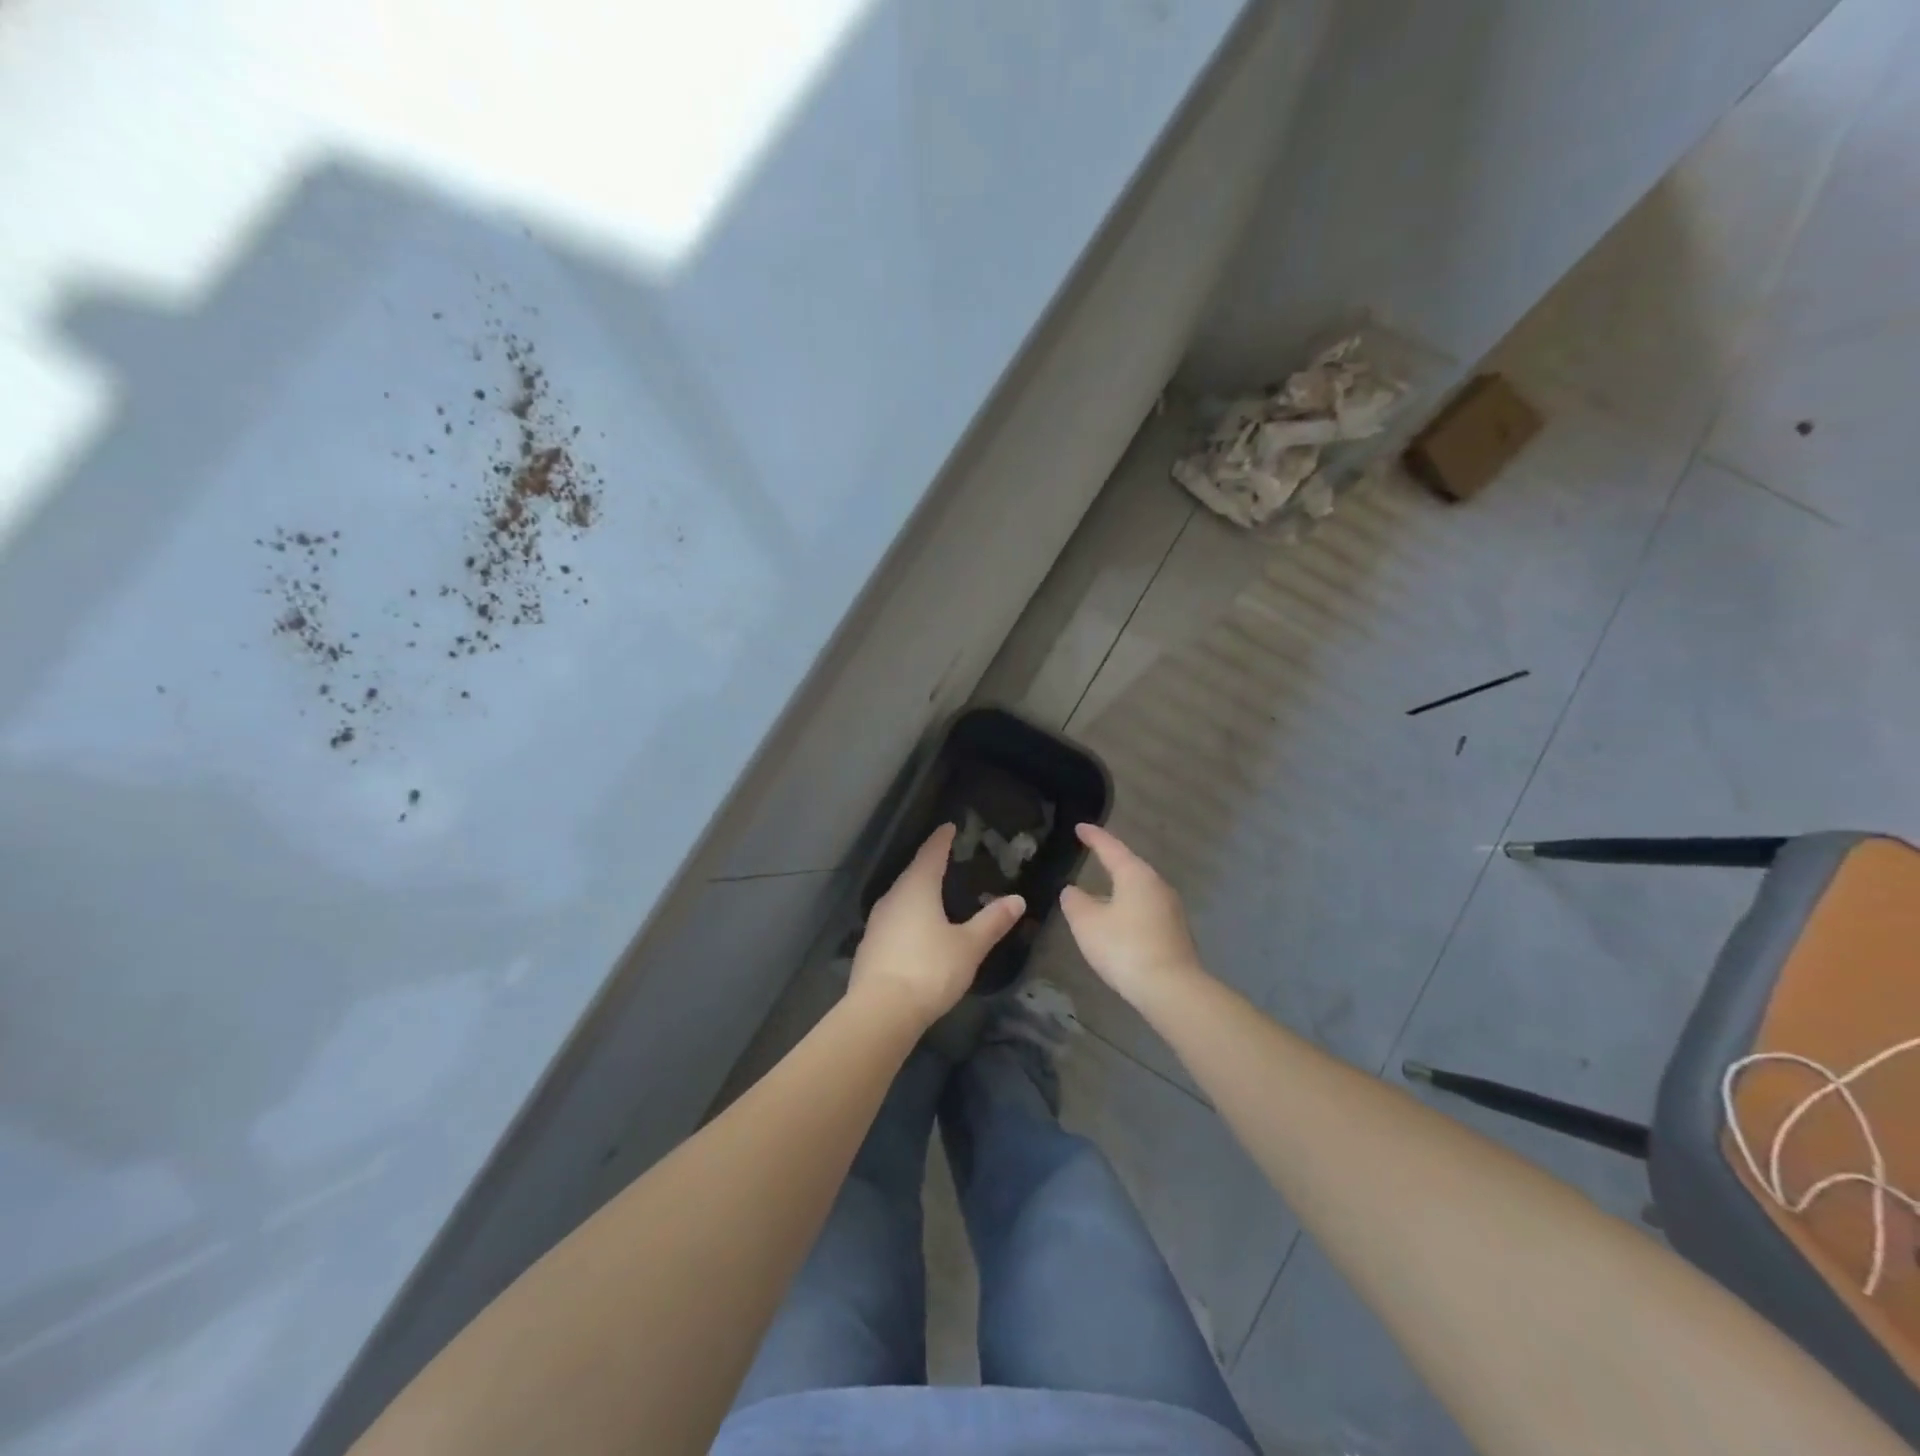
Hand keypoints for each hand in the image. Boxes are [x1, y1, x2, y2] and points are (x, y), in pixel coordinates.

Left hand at [851, 824, 1024, 1027]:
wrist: (881, 1011)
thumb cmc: (929, 969)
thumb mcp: (969, 946)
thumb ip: (992, 921)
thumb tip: (1017, 899)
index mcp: (917, 888)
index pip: (931, 853)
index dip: (941, 839)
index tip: (949, 826)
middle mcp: (893, 897)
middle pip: (913, 872)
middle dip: (929, 863)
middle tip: (946, 857)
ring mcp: (877, 921)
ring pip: (901, 896)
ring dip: (917, 890)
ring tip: (934, 891)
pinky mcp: (870, 945)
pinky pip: (894, 918)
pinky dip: (908, 914)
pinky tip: (917, 927)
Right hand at [1059, 824, 1203, 1004]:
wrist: (1171, 989)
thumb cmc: (1124, 947)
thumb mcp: (1087, 923)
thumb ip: (1075, 902)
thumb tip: (1072, 890)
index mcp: (1135, 874)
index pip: (1111, 847)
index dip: (1094, 836)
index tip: (1080, 827)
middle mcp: (1157, 885)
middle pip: (1129, 866)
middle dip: (1110, 860)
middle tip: (1091, 853)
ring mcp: (1170, 909)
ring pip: (1139, 889)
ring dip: (1119, 887)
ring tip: (1100, 890)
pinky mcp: (1175, 931)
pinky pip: (1146, 909)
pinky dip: (1129, 907)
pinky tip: (1118, 920)